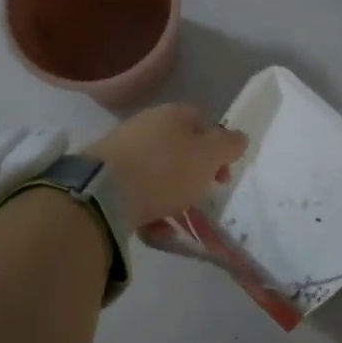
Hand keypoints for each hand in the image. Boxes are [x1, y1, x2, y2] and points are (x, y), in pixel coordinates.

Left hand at [86, 104, 247, 226]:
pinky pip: (136, 191)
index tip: (223, 173)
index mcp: (172, 114)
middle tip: (202, 196)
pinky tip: (155, 228)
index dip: (217, 145)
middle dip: (194, 173)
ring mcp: (122, 149)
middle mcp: (146, 125)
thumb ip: (229, 145)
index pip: (202, 120)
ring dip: (172, 194)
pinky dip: (149, 208)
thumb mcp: (208, 157)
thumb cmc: (165, 171)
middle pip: (179, 147)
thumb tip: (238, 137)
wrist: (103, 193)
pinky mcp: (105, 176)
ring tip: (178, 218)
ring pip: (158, 171)